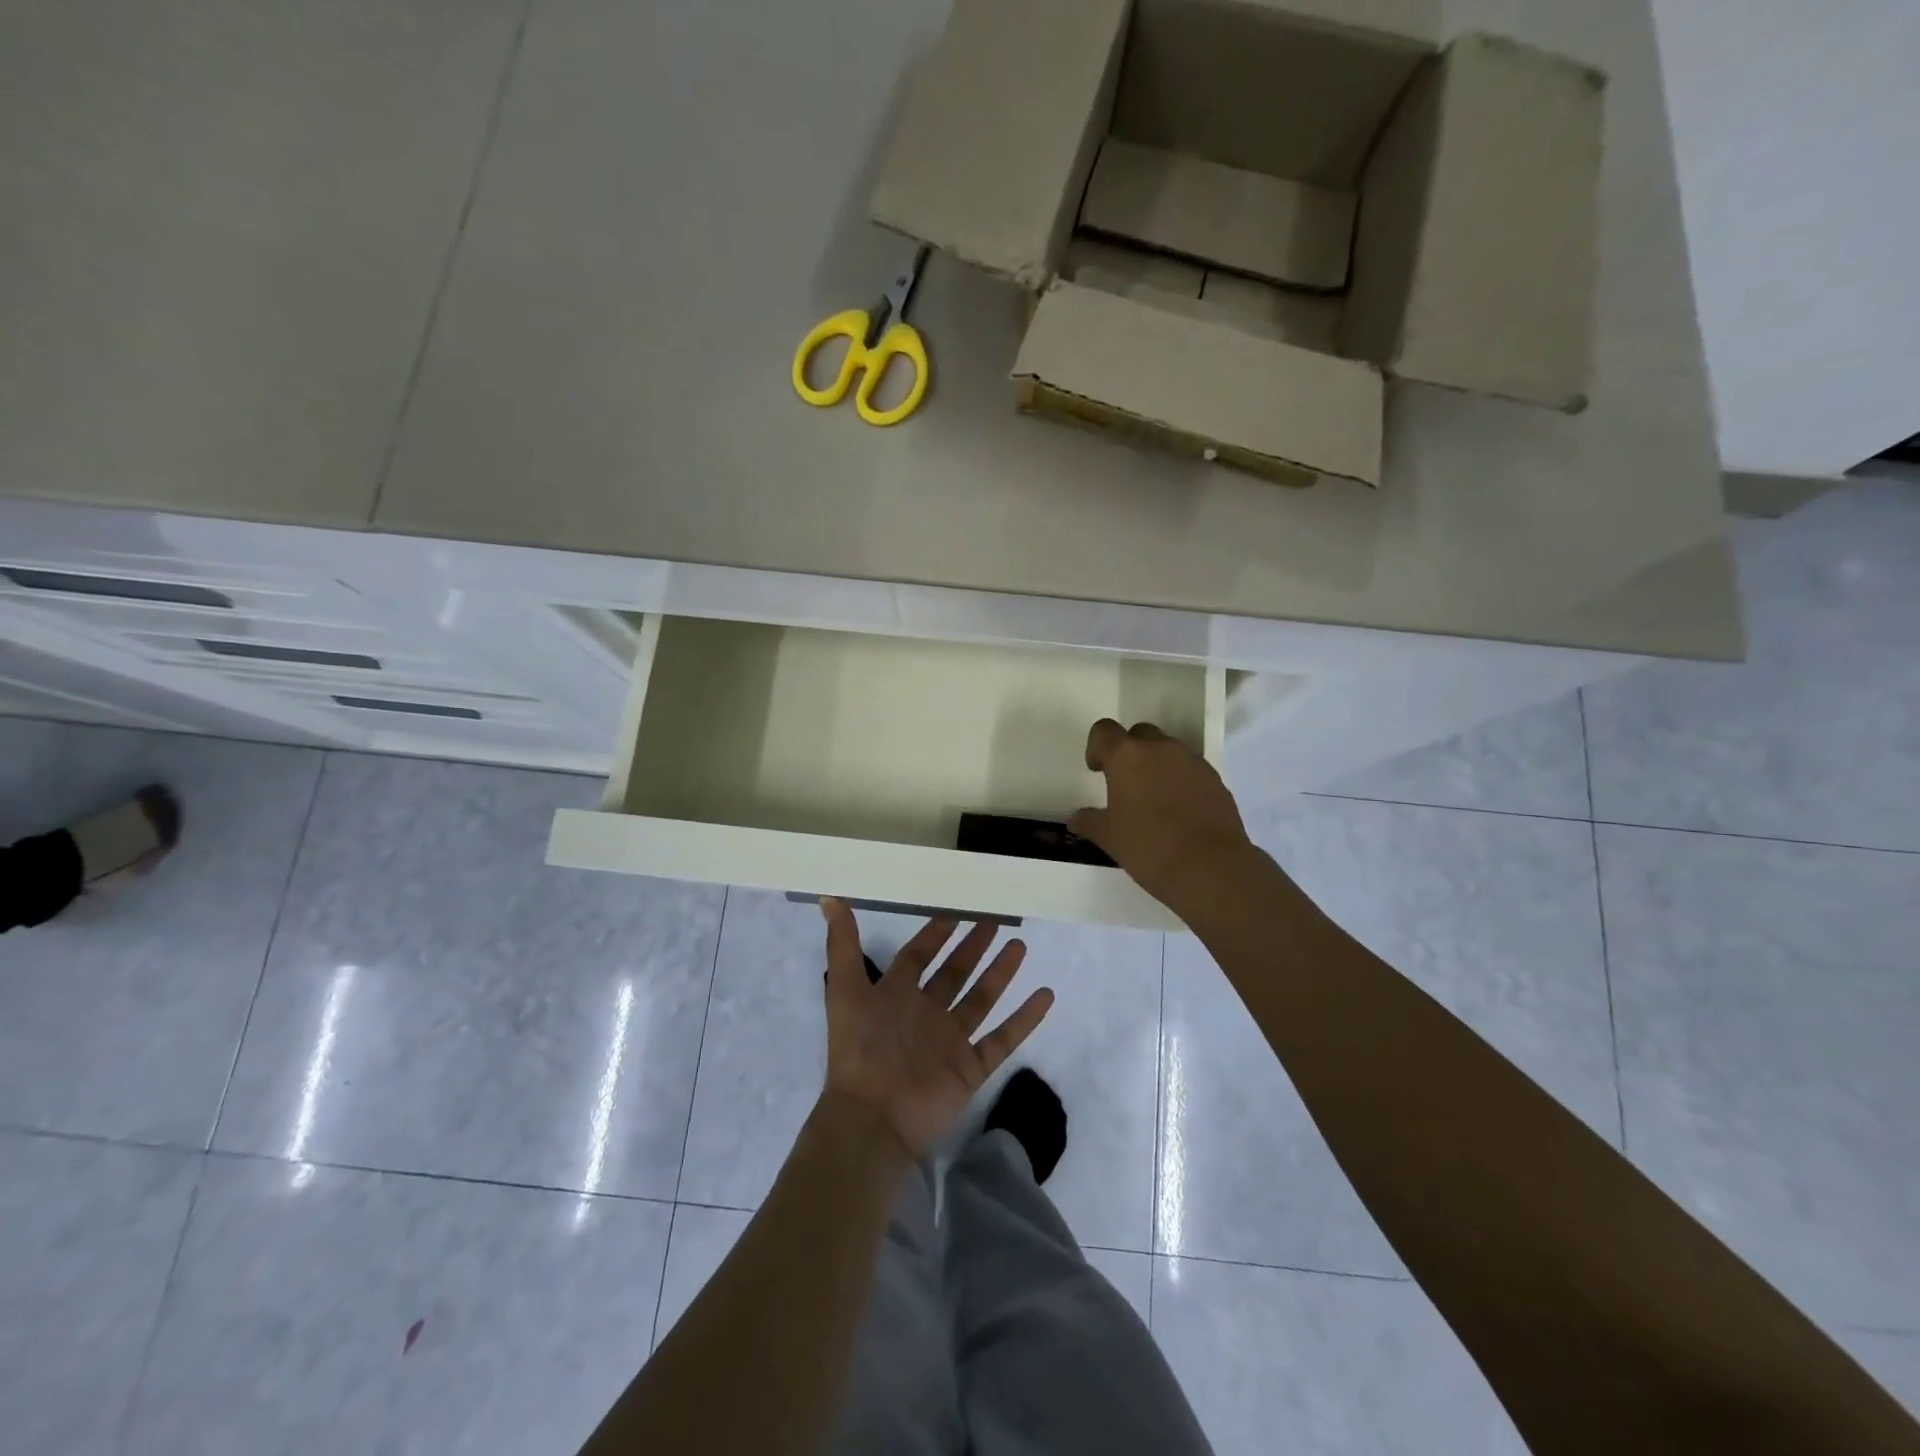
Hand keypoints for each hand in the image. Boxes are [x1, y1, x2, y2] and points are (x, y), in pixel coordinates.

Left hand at [821, 899, 1053, 1159]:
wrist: (873, 1117)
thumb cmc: (859, 1048)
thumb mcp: (845, 989)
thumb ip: (842, 944)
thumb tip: (829, 897)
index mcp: (896, 995)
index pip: (918, 956)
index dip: (934, 934)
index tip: (955, 911)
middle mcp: (926, 1014)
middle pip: (955, 973)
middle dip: (973, 947)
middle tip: (995, 920)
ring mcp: (950, 1041)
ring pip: (981, 1000)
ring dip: (1000, 973)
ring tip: (1020, 946)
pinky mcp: (971, 1067)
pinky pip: (1003, 1038)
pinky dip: (1025, 1019)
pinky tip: (1045, 995)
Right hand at [1069, 717, 1256, 911]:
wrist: (1210, 868)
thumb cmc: (1149, 848)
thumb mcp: (1109, 838)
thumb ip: (1089, 822)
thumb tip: (1077, 818)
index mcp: (1126, 757)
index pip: (1104, 731)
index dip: (1097, 747)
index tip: (1097, 770)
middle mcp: (1160, 749)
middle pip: (1139, 734)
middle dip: (1130, 752)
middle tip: (1126, 784)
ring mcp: (1192, 761)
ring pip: (1168, 750)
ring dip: (1157, 765)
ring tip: (1155, 801)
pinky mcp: (1215, 779)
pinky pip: (1191, 769)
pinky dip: (1181, 781)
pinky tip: (1180, 812)